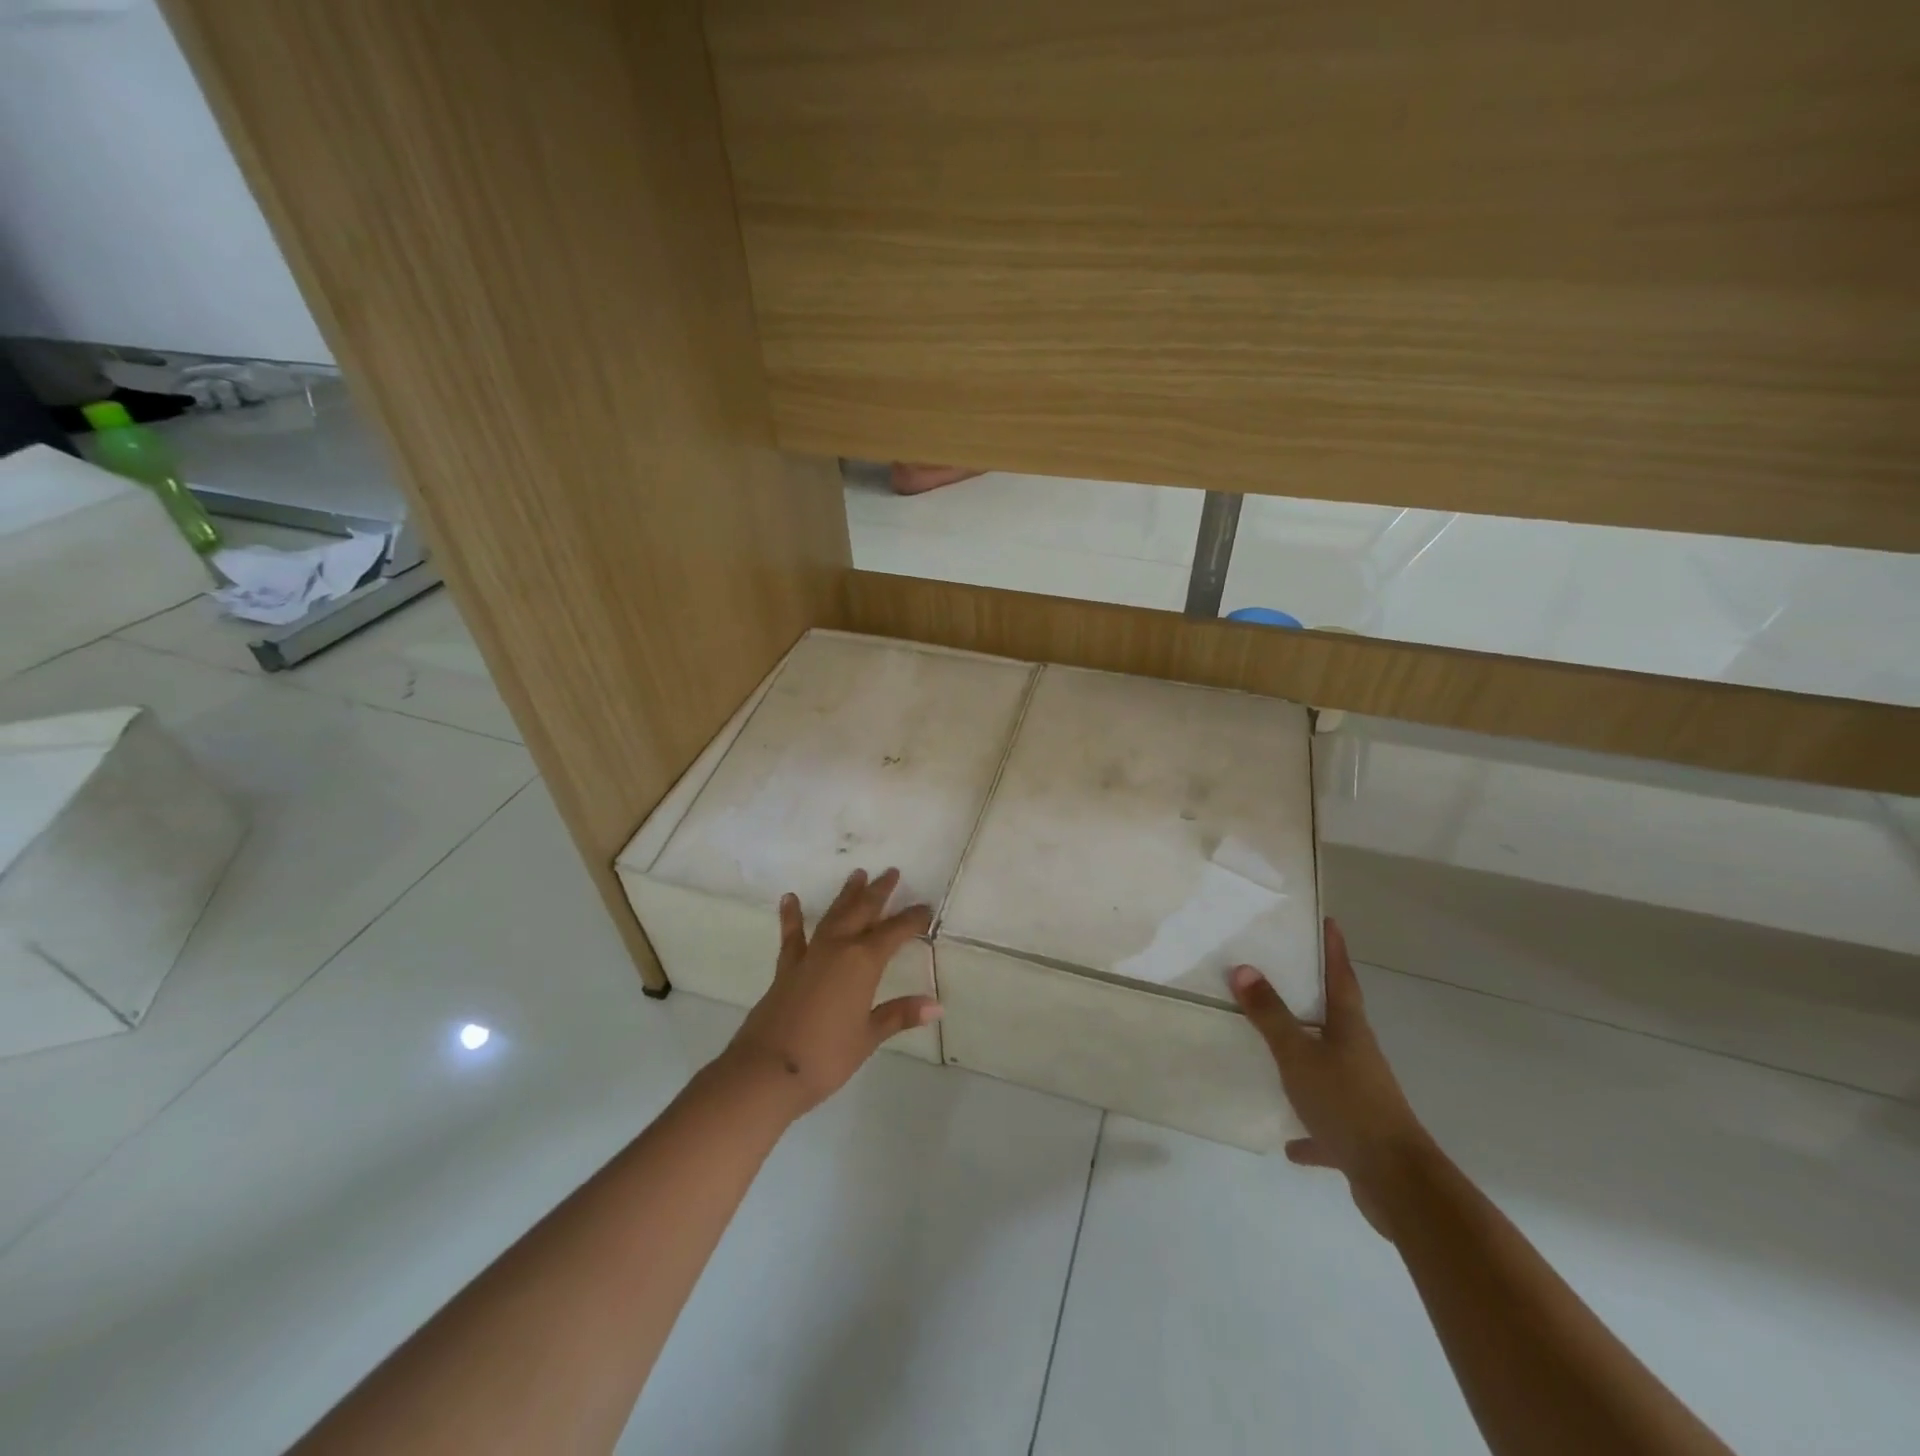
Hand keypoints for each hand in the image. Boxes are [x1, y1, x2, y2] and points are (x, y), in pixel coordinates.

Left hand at [722, 868, 939, 1117]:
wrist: (766, 1071)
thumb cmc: (826, 1057)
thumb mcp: (869, 1036)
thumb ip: (899, 1015)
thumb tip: (936, 1005)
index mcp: (863, 963)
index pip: (894, 933)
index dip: (912, 919)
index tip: (925, 907)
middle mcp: (837, 949)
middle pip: (862, 912)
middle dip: (879, 892)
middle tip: (891, 872)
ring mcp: (809, 956)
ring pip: (833, 916)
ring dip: (846, 896)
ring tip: (857, 874)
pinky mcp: (786, 968)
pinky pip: (792, 936)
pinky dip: (792, 916)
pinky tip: (790, 898)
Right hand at [1230, 919, 1431, 1237]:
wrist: (1396, 1181)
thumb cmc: (1347, 1103)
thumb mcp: (1298, 1055)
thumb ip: (1270, 1015)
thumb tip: (1243, 968)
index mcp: (1349, 1030)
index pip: (1341, 977)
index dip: (1334, 949)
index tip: (1329, 922)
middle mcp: (1358, 1056)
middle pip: (1336, 1019)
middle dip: (1313, 998)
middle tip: (1283, 976)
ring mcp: (1361, 1095)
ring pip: (1329, 1069)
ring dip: (1306, 1062)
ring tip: (1275, 1054)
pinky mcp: (1358, 1135)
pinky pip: (1326, 1124)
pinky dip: (1309, 1129)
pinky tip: (1289, 1142)